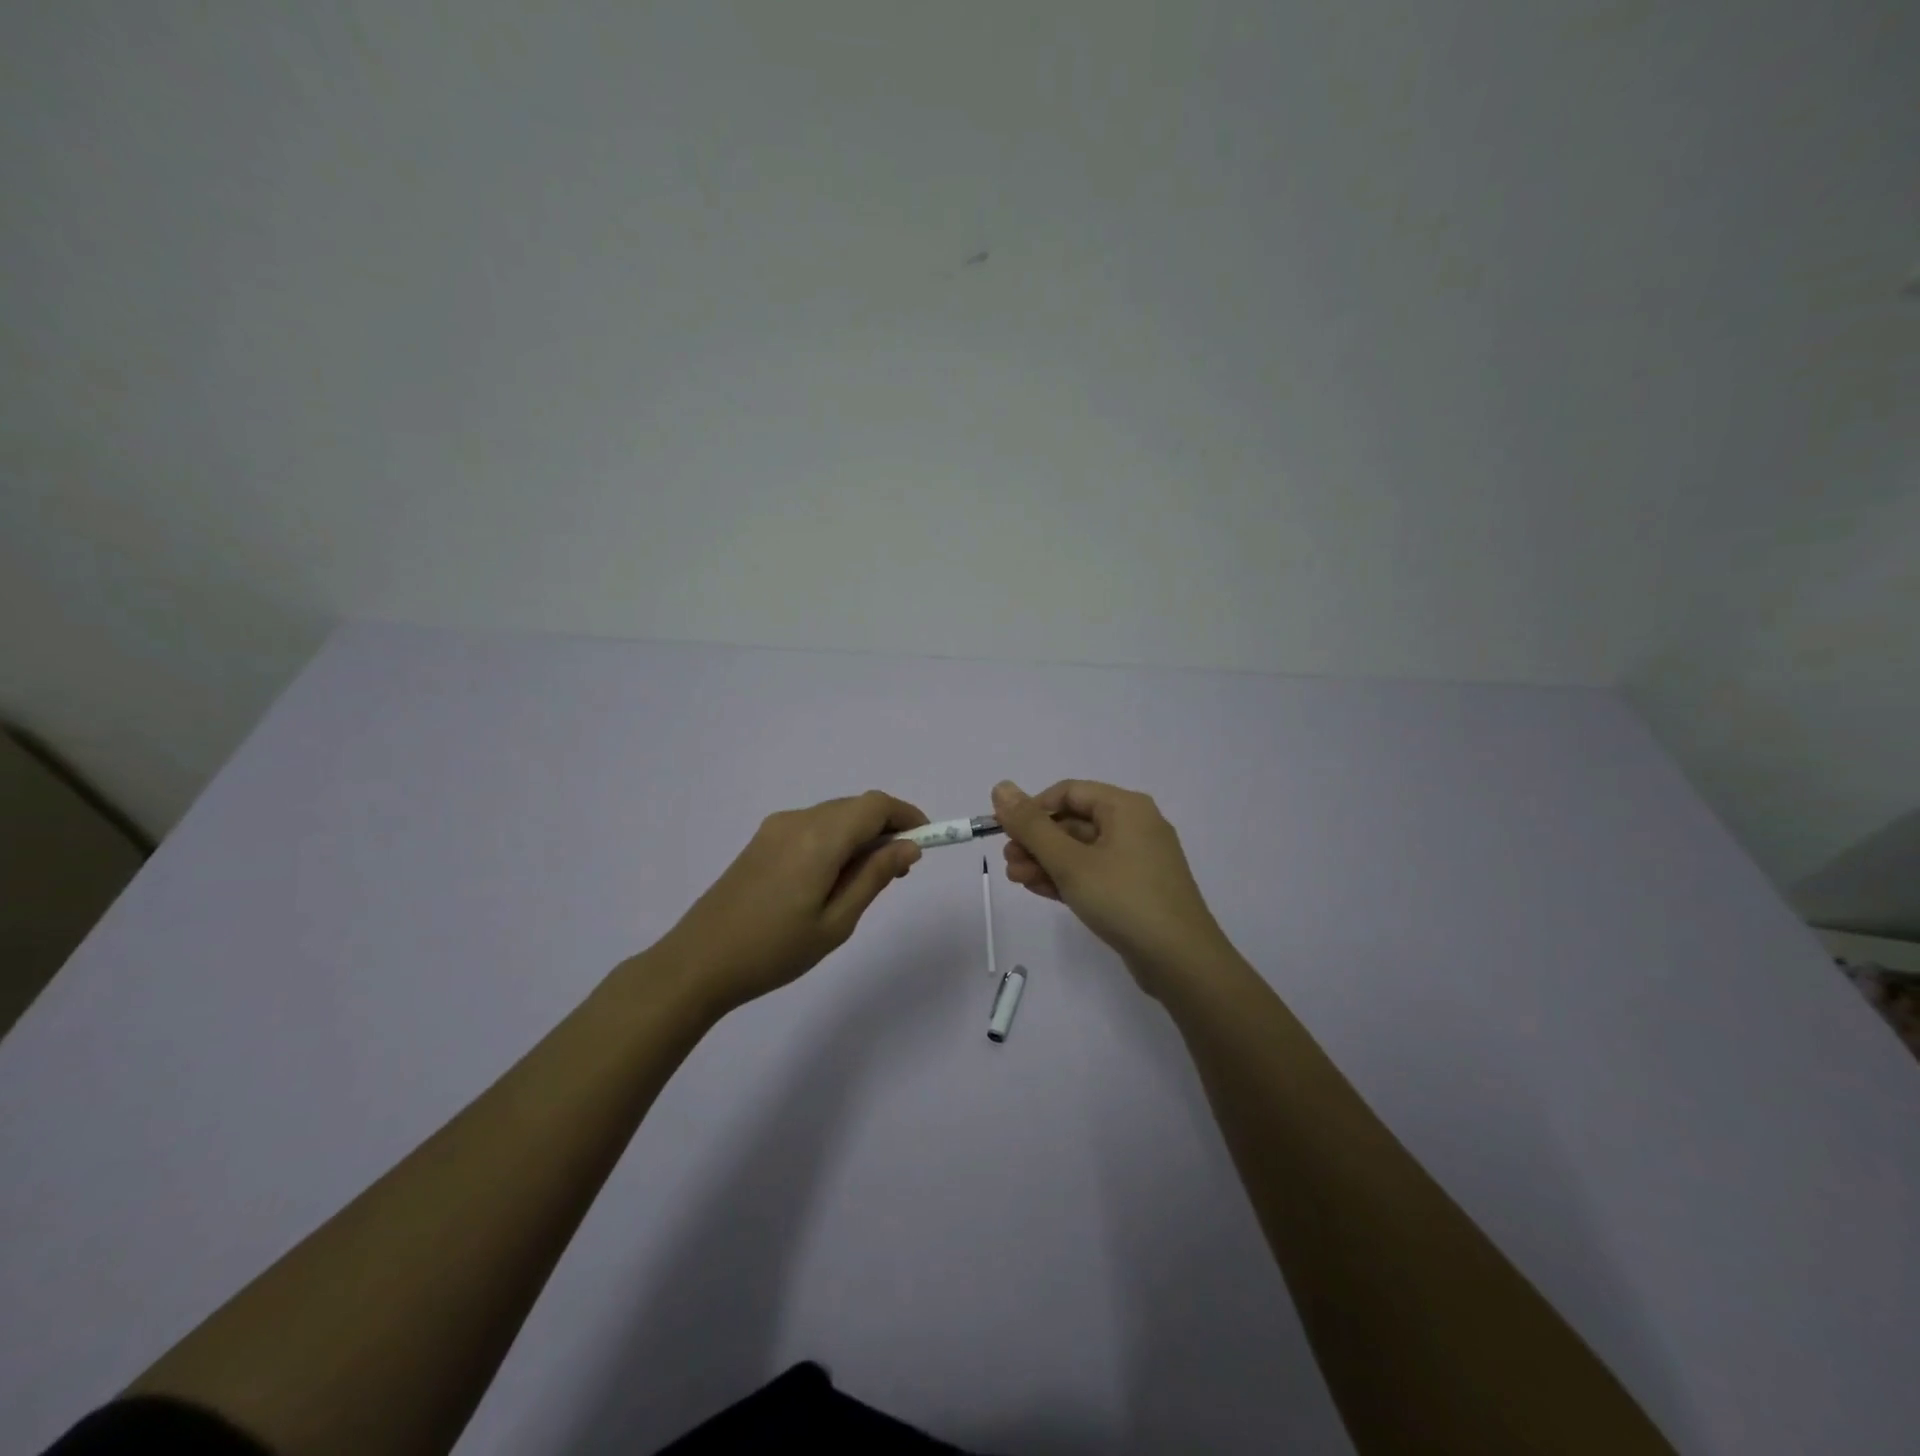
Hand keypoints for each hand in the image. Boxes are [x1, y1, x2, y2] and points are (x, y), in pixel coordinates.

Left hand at [656, 790, 926, 1013]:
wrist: (697, 963)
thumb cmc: (774, 950)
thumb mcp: (836, 922)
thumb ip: (874, 877)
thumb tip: (908, 847)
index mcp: (819, 838)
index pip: (875, 805)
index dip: (907, 815)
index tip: (927, 840)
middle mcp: (797, 820)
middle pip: (855, 807)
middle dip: (886, 827)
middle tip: (901, 870)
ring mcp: (775, 828)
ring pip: (834, 815)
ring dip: (860, 834)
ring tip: (868, 879)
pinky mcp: (762, 840)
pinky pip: (812, 826)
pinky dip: (835, 839)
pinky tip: (833, 877)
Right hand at [992, 779, 1233, 997]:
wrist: (1181, 961)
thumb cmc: (1123, 899)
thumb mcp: (1069, 861)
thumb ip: (1031, 826)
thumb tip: (1000, 787)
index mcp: (1126, 807)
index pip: (1069, 792)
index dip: (1033, 808)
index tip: (1004, 830)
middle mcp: (1135, 826)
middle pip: (1074, 822)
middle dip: (1036, 840)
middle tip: (1007, 861)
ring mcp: (1138, 860)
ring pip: (1081, 850)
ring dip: (1046, 861)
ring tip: (1015, 879)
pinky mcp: (1136, 889)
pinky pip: (1094, 873)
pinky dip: (1066, 878)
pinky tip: (1037, 889)